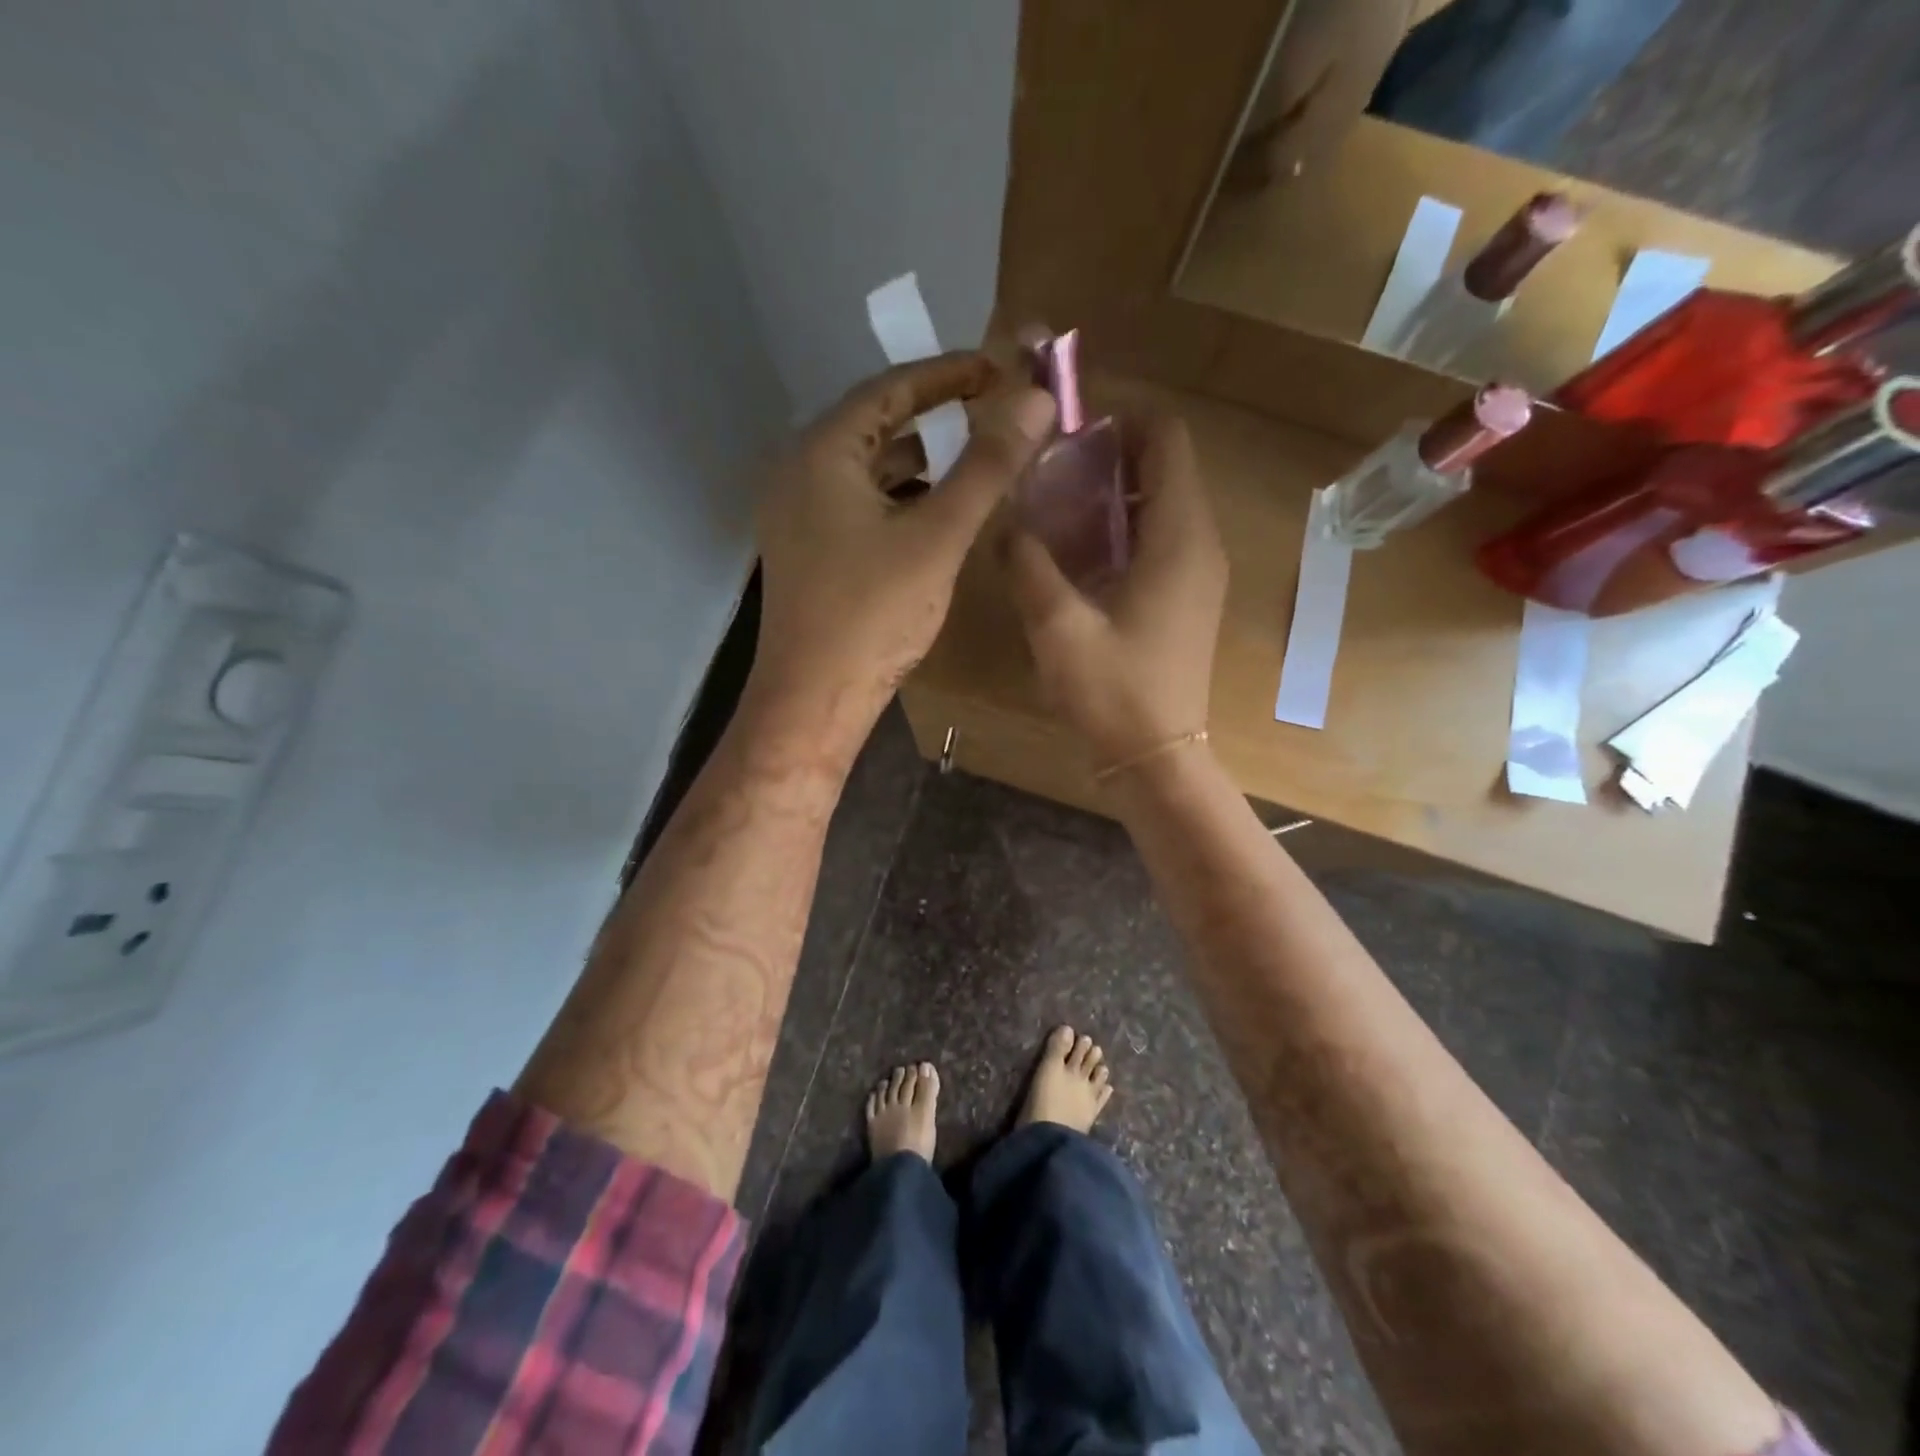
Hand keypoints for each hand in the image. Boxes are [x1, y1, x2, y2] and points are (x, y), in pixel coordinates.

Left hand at [752, 352, 1055, 753]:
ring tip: (974, 458)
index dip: (949, 373)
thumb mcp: (937, 537)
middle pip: (875, 423)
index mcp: (822, 453)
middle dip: (935, 414)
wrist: (813, 700)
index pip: (890, 388)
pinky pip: (858, 503)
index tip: (1000, 368)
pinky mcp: (807, 550)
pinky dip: (899, 498)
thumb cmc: (872, 615)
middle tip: (992, 409)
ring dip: (919, 459)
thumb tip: (1035, 399)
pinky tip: (935, 514)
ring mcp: (798, 514)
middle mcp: (799, 472)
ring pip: (867, 468)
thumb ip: (986, 467)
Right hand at [1004, 411, 1227, 768]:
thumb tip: (1007, 522)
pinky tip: (1078, 556)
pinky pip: (1159, 540)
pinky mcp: (1187, 598)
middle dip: (1109, 456)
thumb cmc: (1113, 691)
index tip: (1068, 431)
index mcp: (1179, 536)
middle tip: (1049, 472)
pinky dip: (1122, 529)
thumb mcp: (1057, 625)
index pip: (1167, 438)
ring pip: (1161, 504)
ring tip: (1055, 509)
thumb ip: (1028, 562)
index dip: (1121, 419)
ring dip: (1112, 495)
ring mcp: (1199, 572)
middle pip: (1164, 466)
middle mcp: (1200, 543)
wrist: (1157, 757)